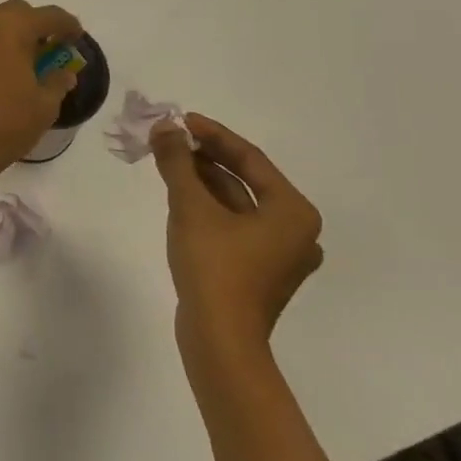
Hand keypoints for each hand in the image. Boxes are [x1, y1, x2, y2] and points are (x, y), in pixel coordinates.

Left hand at [0, 0, 80, 172]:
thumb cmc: (6, 124)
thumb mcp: (45, 106)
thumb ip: (58, 81)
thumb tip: (63, 73)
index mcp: (11, 29)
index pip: (48, 15)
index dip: (67, 24)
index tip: (76, 37)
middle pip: (15, 12)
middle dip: (34, 25)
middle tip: (46, 48)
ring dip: (6, 35)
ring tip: (17, 61)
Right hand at [152, 113, 322, 375]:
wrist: (219, 341)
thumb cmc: (214, 267)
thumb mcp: (191, 206)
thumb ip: (178, 161)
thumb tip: (164, 127)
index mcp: (293, 211)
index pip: (249, 158)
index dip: (212, 134)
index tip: (181, 119)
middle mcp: (295, 231)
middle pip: (245, 180)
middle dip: (205, 157)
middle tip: (170, 139)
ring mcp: (279, 255)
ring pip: (237, 204)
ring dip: (203, 181)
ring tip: (169, 162)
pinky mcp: (259, 273)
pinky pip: (234, 226)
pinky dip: (209, 207)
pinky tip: (181, 196)